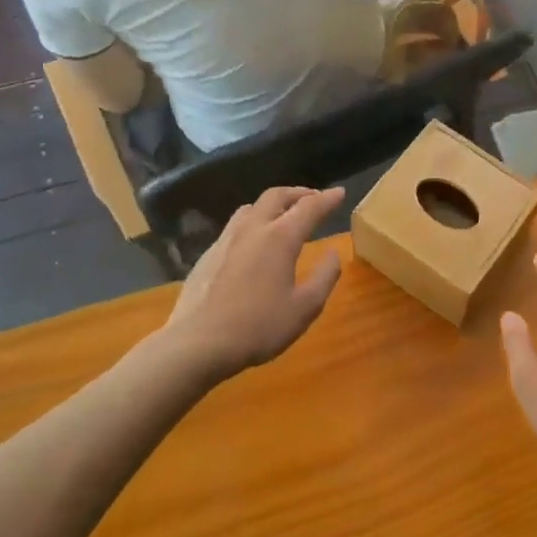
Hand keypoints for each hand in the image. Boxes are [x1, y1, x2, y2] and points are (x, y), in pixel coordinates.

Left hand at [161, 186, 345, 379]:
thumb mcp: (305, 308)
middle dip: (299, 193)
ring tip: (283, 216)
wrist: (197, 344)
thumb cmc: (258, 327)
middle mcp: (252, 229)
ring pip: (251, 207)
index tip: (340, 192)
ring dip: (273, 205)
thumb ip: (324, 277)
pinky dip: (253, 223)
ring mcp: (225, 240)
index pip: (309, 207)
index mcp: (280, 238)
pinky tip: (253, 244)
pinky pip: (234, 227)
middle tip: (314, 199)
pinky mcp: (207, 255)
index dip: (328, 198)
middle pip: (276, 196)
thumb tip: (333, 253)